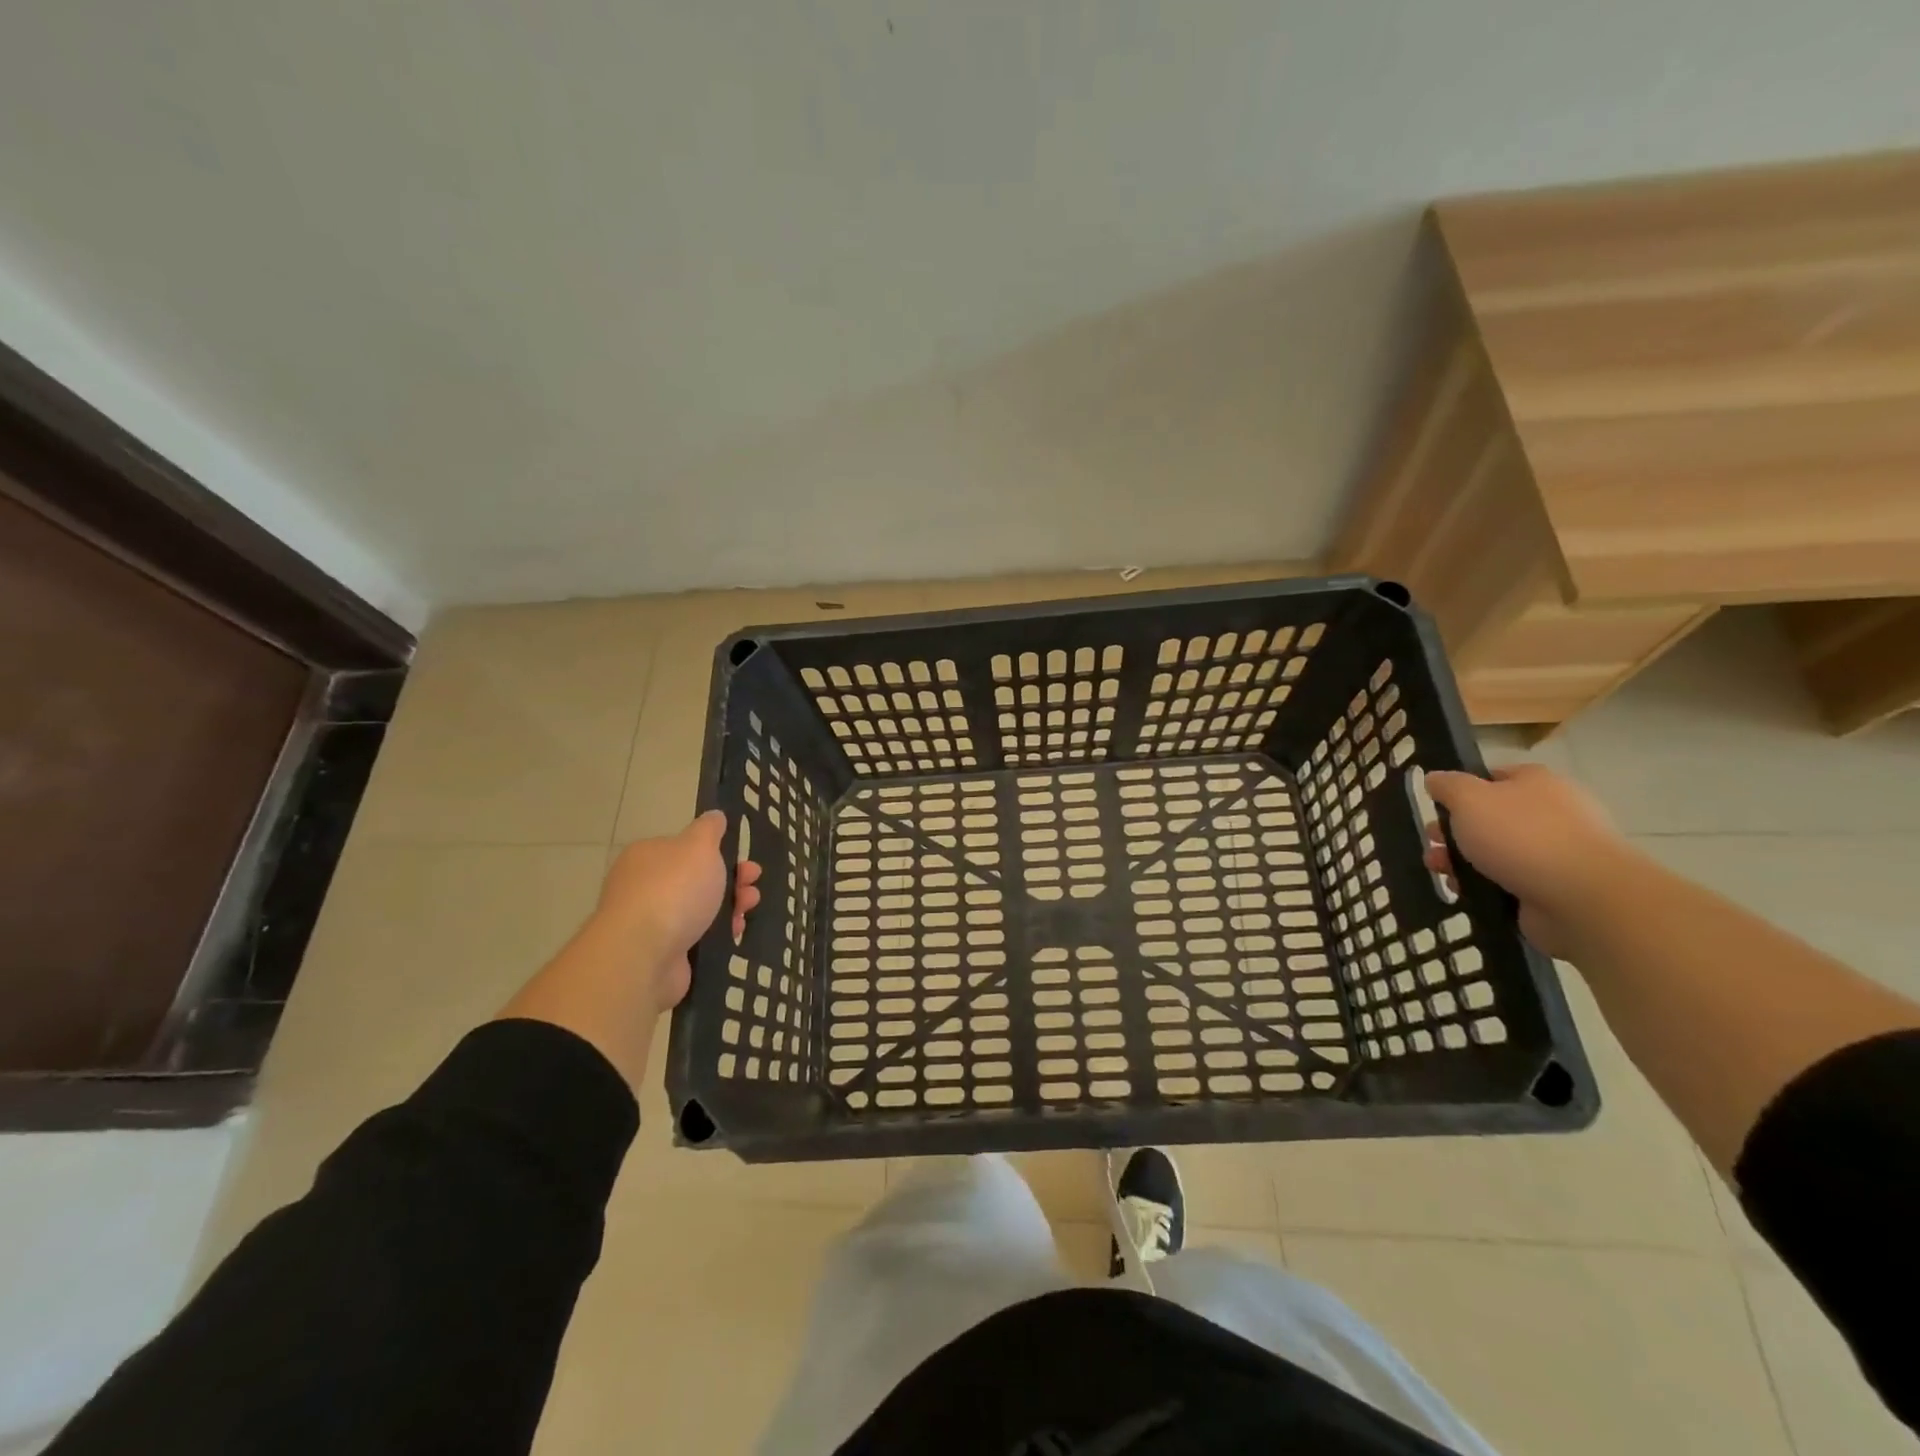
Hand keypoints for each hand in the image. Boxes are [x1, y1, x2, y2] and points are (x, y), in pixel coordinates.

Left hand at [595, 810, 761, 1013]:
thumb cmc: (674, 890)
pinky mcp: (660, 952)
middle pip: (696, 879)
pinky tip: (735, 933)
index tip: (743, 859)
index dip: (718, 852)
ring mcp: (651, 922)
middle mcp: (644, 886)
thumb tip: (714, 816)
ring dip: (729, 907)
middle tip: (753, 884)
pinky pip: (696, 937)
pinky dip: (717, 934)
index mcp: (648, 856)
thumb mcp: (699, 847)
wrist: (644, 954)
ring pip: (699, 909)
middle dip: (730, 880)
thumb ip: (709, 830)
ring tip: (749, 909)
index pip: (685, 849)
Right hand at [1423, 764, 1635, 958]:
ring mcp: (1555, 853)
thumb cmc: (1522, 836)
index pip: (1494, 777)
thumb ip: (1448, 786)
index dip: (1462, 789)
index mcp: (1537, 783)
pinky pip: (1507, 881)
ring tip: (1439, 871)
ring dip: (1461, 861)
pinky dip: (1483, 886)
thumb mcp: (1470, 798)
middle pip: (1490, 817)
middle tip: (1432, 842)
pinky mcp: (1553, 888)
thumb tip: (1435, 778)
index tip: (1437, 805)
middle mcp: (1550, 814)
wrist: (1582, 898)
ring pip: (1495, 852)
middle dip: (1454, 831)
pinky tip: (1464, 892)